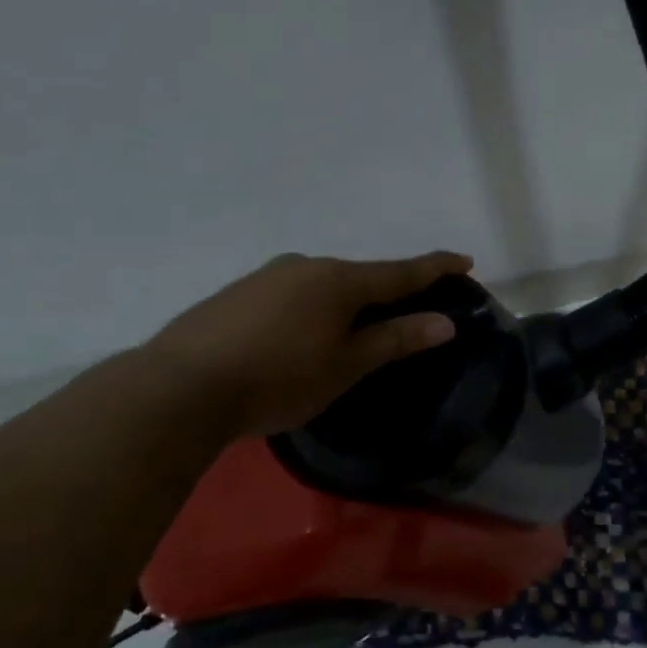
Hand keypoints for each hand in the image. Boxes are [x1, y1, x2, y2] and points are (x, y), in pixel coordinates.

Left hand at [141, 249, 472, 437]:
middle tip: (404, 315)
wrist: (181, 387)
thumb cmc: (280, 378)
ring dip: (343, 304)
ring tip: (347, 336)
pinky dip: (309, 311)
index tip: (464, 260)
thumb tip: (444, 322)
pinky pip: (291, 296)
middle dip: (385, 292)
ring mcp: (267, 276)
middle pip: (359, 277)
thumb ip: (395, 339)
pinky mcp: (237, 294)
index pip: (400, 271)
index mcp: (339, 280)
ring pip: (321, 286)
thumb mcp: (346, 365)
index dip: (435, 268)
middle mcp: (305, 266)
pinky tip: (298, 339)